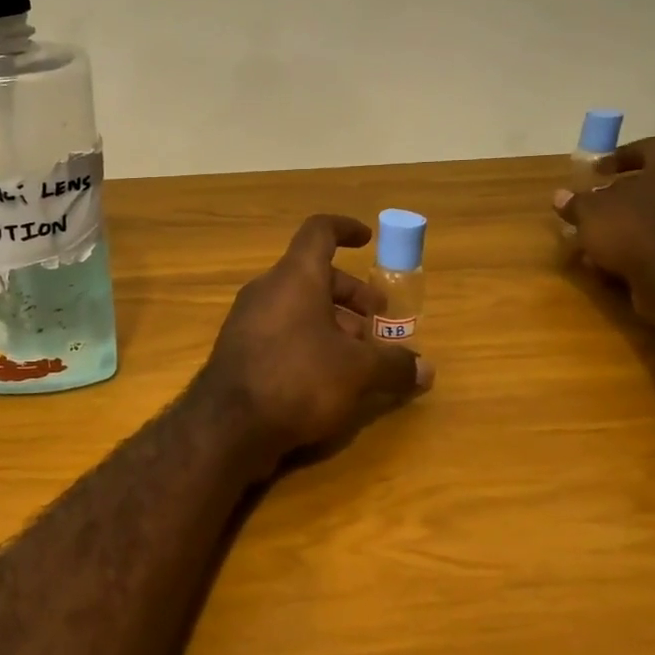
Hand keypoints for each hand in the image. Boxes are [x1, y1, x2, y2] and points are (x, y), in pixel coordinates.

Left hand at [200, 214, 434, 466]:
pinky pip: (281, 331)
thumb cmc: (299, 379)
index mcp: (294, 277)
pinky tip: (327, 377)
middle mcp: (267, 290)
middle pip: (314, 276)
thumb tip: (426, 370)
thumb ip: (394, 364)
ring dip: (333, 323)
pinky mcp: (239, 350)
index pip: (319, 232)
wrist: (228, 425)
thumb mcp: (358, 371)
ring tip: (360, 357)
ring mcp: (248, 320)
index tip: (368, 239)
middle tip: (378, 323)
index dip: (345, 229)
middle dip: (352, 295)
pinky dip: (309, 341)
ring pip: (298, 307)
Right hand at [554, 137, 654, 311]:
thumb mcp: (590, 213)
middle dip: (627, 192)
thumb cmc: (633, 230)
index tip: (596, 172)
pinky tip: (624, 257)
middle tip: (600, 203)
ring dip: (637, 219)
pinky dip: (651, 241)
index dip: (618, 157)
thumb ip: (576, 202)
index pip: (648, 147)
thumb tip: (561, 196)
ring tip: (606, 236)